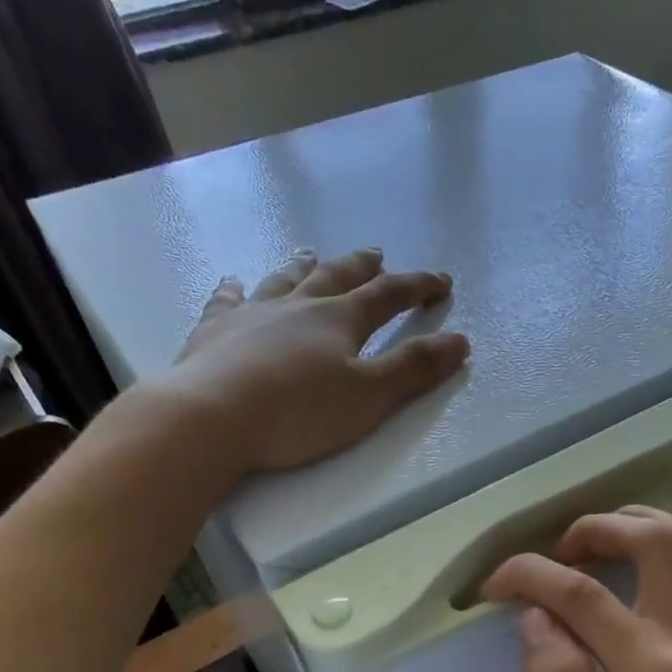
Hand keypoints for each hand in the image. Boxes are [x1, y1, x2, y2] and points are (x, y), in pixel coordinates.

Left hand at [148, 247, 467, 474]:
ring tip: (311, 253)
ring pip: (284, 280)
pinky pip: (226, 300)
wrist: (211, 418)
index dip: (418, 287)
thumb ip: (414, 369)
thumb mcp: (370, 397)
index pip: (388, 296)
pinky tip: (233, 283)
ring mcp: (252, 314)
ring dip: (303, 266)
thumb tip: (460, 341)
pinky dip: (233, 289)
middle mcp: (298, 306)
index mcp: (339, 320)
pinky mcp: (214, 331)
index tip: (442, 282)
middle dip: (362, 268)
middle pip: (337, 277)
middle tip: (377, 255)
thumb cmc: (299, 413)